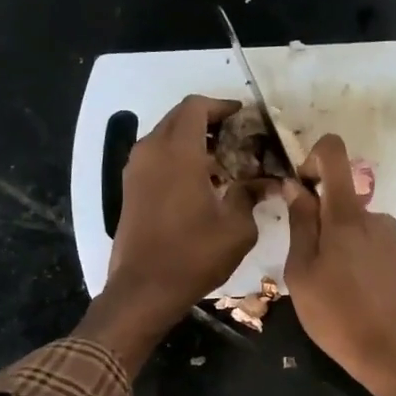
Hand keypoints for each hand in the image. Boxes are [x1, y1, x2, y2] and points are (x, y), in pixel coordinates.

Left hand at [79, 95, 263, 372]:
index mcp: (179, 152)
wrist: (145, 289)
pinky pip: (156, 157)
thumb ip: (250, 194)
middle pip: (179, 117)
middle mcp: (152, 151)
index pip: (197, 107)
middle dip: (209, 121)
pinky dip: (177, 157)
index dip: (222, 106)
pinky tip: (201, 181)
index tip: (244, 117)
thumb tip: (265, 181)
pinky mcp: (130, 188)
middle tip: (238, 138)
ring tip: (222, 161)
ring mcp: (136, 169)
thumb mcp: (237, 227)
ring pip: (165, 136)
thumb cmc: (194, 255)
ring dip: (192, 140)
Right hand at [283, 134, 395, 395]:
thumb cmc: (336, 315)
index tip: (299, 188)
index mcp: (347, 214)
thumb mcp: (302, 272)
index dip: (312, 158)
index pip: (334, 152)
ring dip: (334, 244)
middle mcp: (374, 217)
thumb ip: (300, 224)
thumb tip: (295, 186)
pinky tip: (347, 294)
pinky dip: (351, 258)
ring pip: (351, 225)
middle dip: (317, 219)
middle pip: (339, 197)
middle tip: (305, 263)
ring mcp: (390, 239)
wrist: (392, 354)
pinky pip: (366, 244)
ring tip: (326, 286)